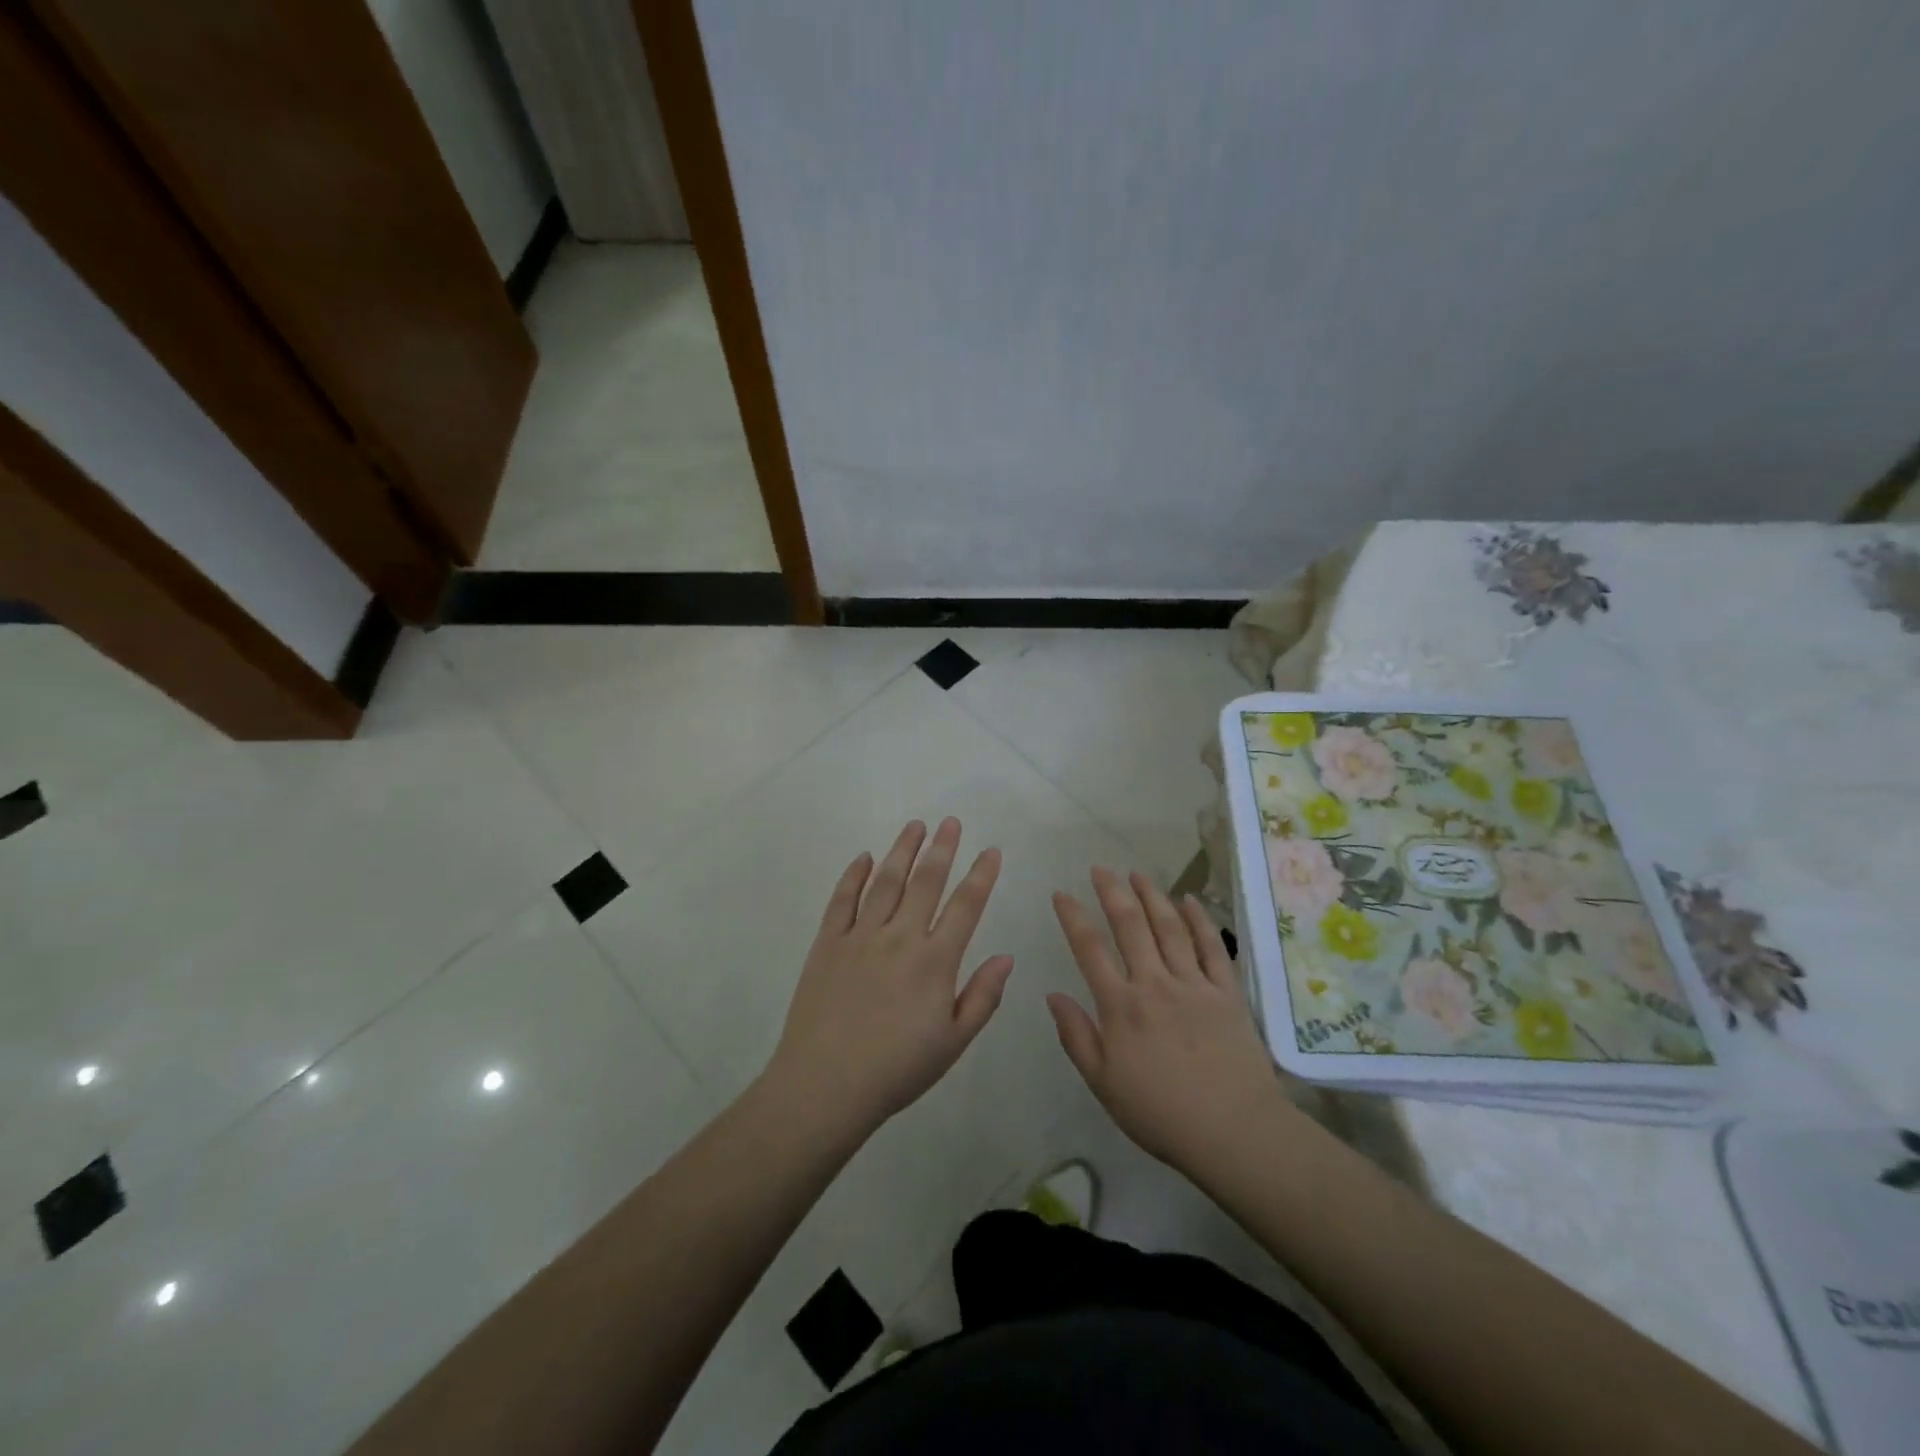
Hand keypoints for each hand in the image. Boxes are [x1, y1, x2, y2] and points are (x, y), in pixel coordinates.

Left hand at [766, 818, 1014, 1136]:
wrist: (826, 1085)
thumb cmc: (897, 1070)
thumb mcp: (953, 1042)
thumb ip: (983, 996)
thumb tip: (1007, 956)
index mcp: (934, 961)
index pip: (965, 906)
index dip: (981, 875)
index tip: (991, 850)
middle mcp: (899, 937)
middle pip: (925, 882)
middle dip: (942, 848)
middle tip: (950, 821)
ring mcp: (860, 936)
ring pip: (886, 881)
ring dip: (902, 850)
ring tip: (915, 825)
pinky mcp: (827, 943)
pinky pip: (841, 900)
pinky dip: (853, 875)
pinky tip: (863, 857)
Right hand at [1049, 868, 1278, 1173]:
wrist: (1233, 1131)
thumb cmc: (1160, 1113)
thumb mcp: (1104, 1083)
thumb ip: (1076, 1036)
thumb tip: (1052, 994)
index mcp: (1121, 1006)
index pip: (1090, 949)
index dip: (1073, 917)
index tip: (1061, 893)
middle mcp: (1154, 984)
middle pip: (1130, 927)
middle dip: (1112, 893)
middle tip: (1100, 868)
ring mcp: (1193, 984)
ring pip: (1169, 928)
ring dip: (1152, 896)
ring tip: (1137, 874)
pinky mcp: (1226, 992)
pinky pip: (1211, 948)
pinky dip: (1199, 921)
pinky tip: (1189, 901)